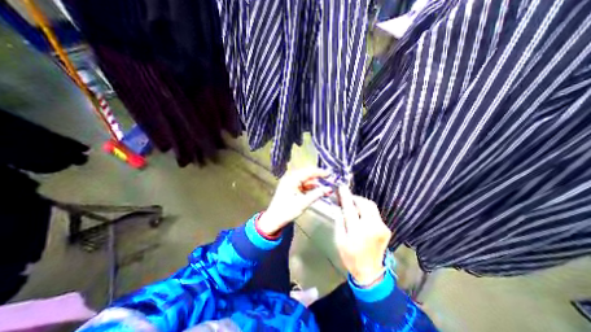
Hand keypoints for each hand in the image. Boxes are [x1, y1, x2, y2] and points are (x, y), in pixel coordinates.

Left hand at [258, 168, 331, 235]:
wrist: (274, 219)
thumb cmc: (286, 211)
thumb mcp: (303, 203)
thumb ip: (317, 194)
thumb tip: (329, 189)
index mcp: (291, 179)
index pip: (308, 172)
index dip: (320, 172)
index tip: (330, 174)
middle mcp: (290, 178)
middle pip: (308, 175)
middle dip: (319, 178)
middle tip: (329, 180)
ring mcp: (290, 183)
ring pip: (306, 180)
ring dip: (315, 184)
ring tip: (326, 188)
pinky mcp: (291, 188)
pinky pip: (303, 185)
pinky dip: (310, 188)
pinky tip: (318, 191)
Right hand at [335, 186, 390, 284]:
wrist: (369, 272)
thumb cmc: (350, 256)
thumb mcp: (339, 240)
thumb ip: (339, 221)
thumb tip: (338, 207)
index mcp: (358, 231)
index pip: (350, 208)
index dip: (345, 196)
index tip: (341, 187)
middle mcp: (372, 227)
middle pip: (365, 203)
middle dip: (356, 198)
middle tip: (348, 199)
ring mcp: (382, 227)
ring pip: (372, 206)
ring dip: (362, 203)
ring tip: (354, 207)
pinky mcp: (386, 229)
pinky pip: (375, 214)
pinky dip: (367, 210)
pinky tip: (361, 216)